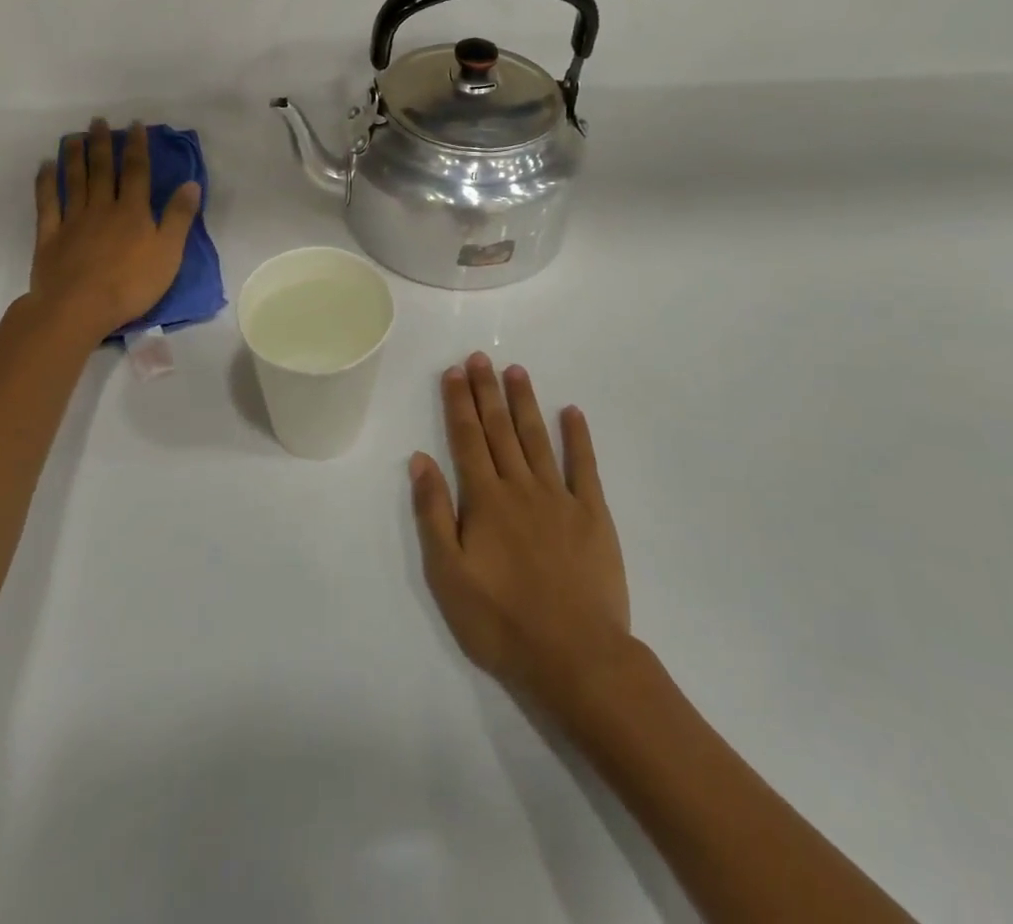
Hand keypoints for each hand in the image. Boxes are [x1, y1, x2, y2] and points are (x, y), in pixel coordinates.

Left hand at [30, 118, 201, 338]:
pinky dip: (46, 182)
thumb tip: (191, 183)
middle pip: (102, 170)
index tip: (135, 125)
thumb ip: (179, 217)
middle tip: (98, 121)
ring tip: (74, 135)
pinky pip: (47, 203)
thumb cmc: (131, 284)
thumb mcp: (169, 253)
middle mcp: (102, 207)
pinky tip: (45, 167)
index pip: (136, 171)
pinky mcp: (50, 236)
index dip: (137, 147)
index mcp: (133, 211)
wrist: (79, 307)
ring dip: (75, 156)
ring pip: (74, 180)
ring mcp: (73, 220)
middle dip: (102, 144)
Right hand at [409, 353, 631, 713]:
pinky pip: (584, 465)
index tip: (454, 372)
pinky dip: (578, 436)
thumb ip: (433, 513)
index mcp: (485, 500)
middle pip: (499, 430)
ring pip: (537, 438)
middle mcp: (520, 487)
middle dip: (487, 391)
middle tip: (480, 357)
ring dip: (524, 403)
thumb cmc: (502, 621)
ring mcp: (560, 497)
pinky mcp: (592, 514)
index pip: (467, 439)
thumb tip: (420, 460)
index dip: (459, 403)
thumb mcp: (448, 575)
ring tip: (515, 371)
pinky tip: (572, 412)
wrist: (575, 656)